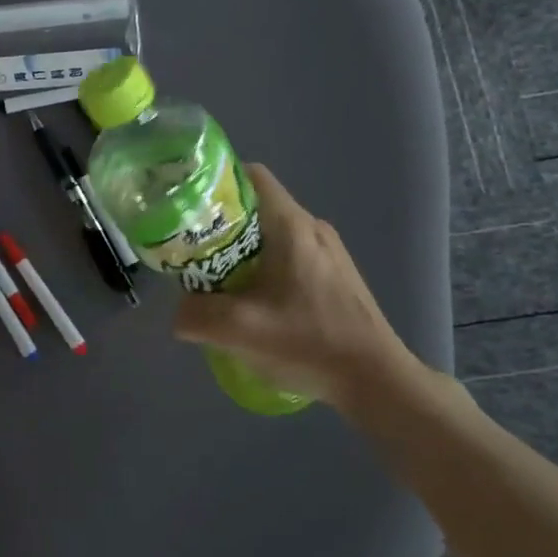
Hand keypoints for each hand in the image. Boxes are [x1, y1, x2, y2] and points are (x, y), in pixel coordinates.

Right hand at [173, 164, 434, 410]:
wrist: (377, 380)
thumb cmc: (311, 343)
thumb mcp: (241, 331)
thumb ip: (197, 316)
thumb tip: (179, 311)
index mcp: (291, 225)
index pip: (250, 176)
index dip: (215, 183)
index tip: (189, 207)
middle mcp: (312, 227)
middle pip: (256, 207)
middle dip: (220, 224)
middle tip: (192, 252)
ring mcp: (328, 251)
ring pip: (271, 234)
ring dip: (240, 251)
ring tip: (216, 281)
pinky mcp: (335, 275)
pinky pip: (288, 255)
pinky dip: (262, 267)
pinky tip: (253, 302)